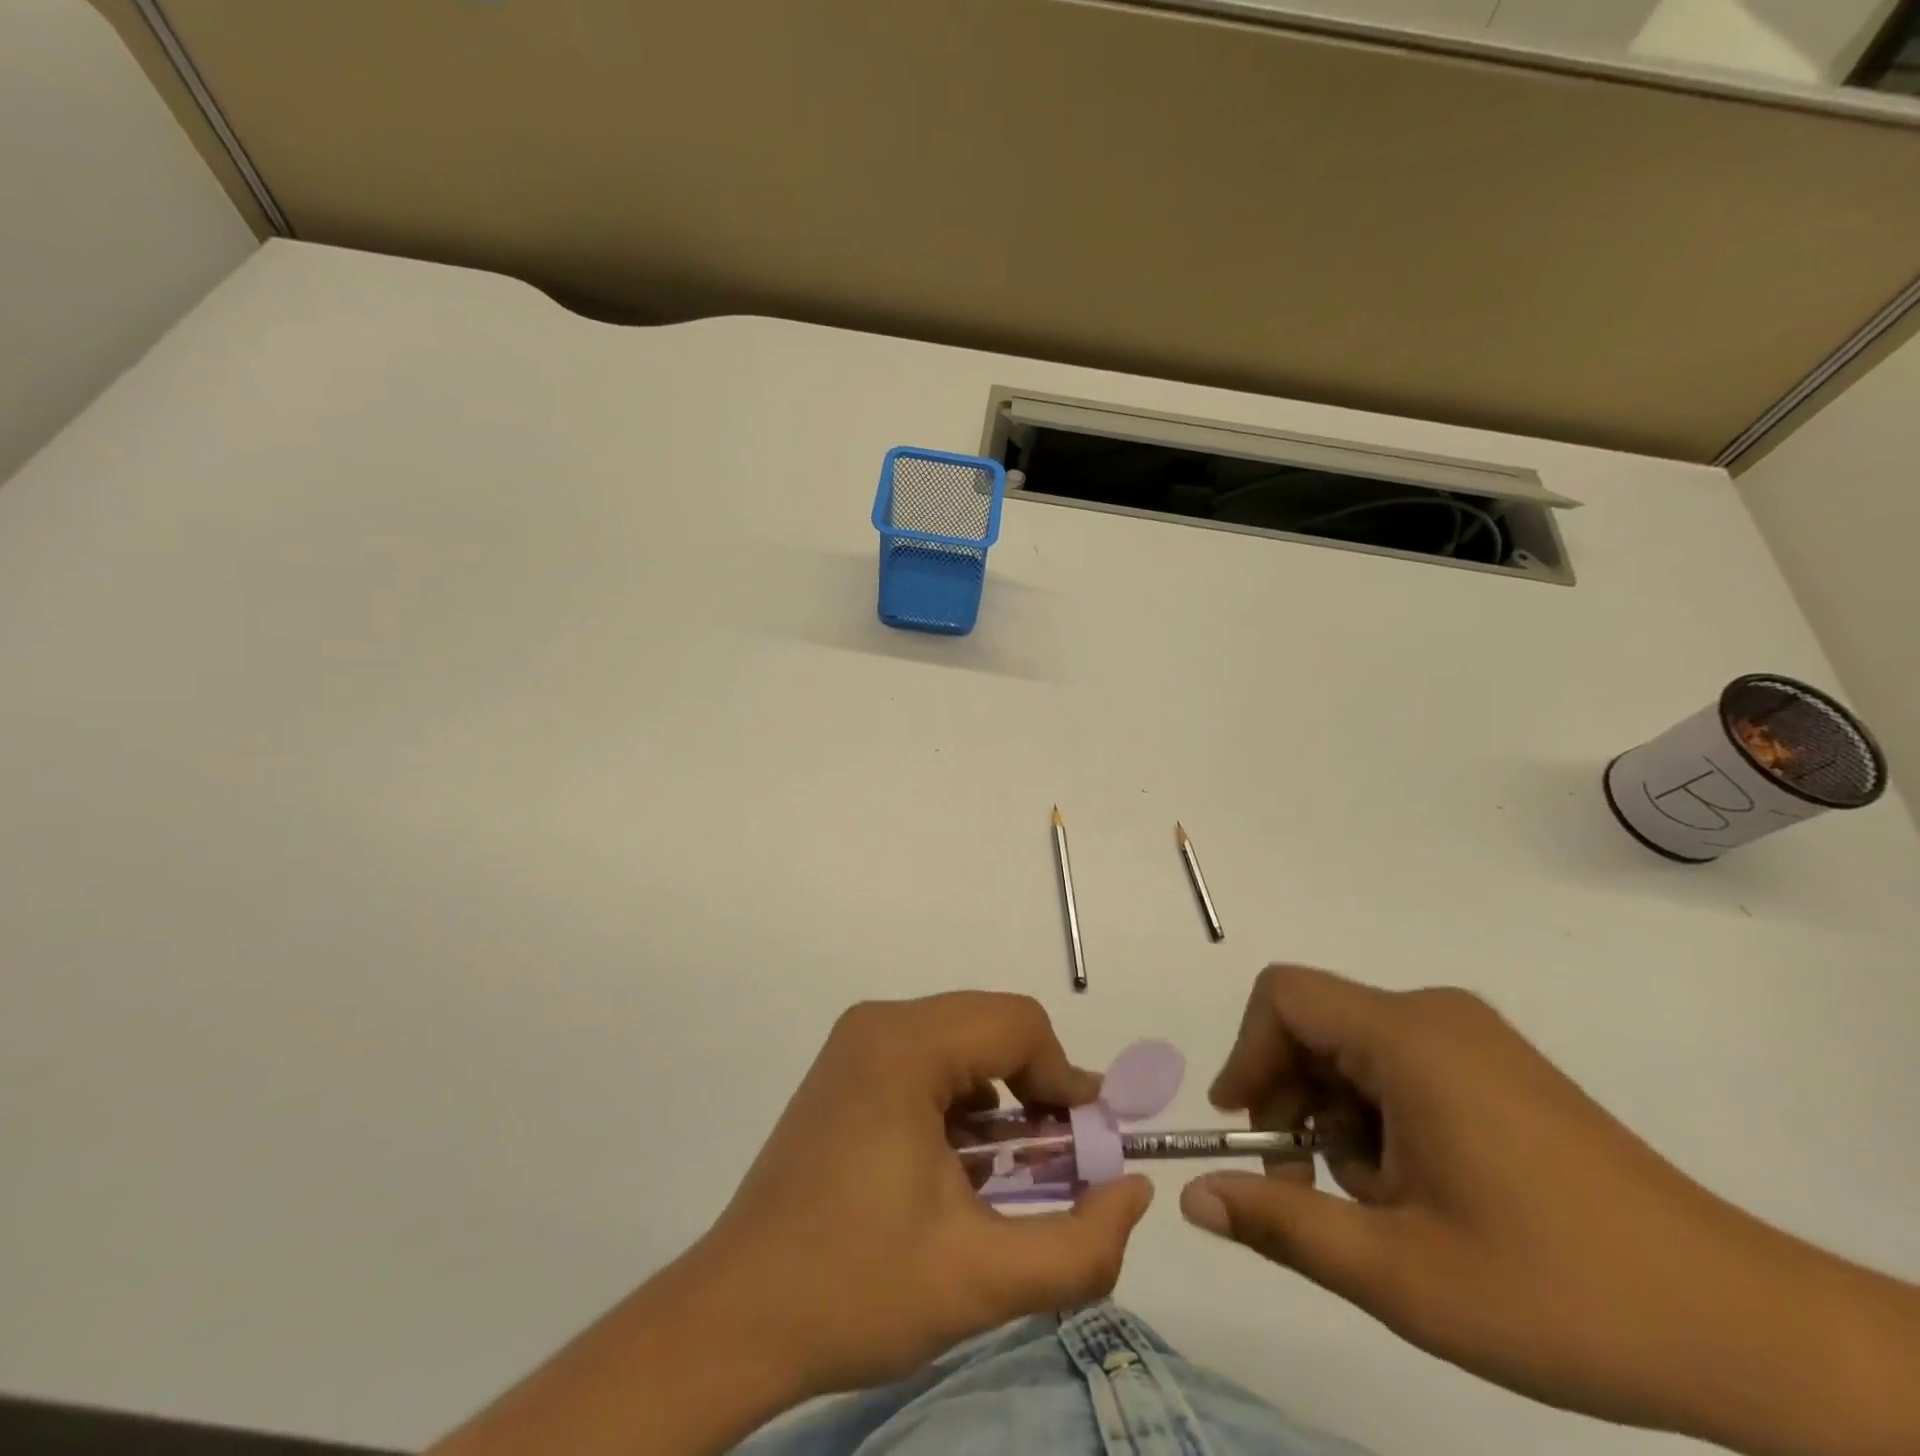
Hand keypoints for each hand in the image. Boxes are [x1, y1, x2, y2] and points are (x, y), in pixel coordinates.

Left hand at [696, 993, 1152, 1398]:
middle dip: (1037, 1090)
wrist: (736, 1318)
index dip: (1066, 1080)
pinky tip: (959, 1167)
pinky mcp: (847, 1070)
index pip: (1018, 1024)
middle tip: (1058, 1164)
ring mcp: (857, 1043)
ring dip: (1002, 1098)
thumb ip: (1080, 1244)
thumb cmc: (856, 1288)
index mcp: (904, 1044)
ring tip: (1010, 1174)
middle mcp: (880, 1023)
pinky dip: (963, 1102)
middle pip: (991, 1026)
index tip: (1089, 1147)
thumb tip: (1134, 1191)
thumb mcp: (982, 1279)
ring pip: (963, 1042)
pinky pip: (929, 1060)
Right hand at [1177, 966, 1919, 1453]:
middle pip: (1316, 1027)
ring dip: (1337, 1121)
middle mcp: (1436, 1017)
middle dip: (1291, 1102)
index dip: (1246, 1054)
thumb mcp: (1399, 1273)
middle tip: (1302, 1191)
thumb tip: (1192, 1199)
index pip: (1284, 998)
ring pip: (1355, 1053)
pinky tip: (1417, 1191)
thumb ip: (1283, 1224)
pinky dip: (1379, 1119)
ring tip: (1378, 1208)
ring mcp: (1472, 1039)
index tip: (1242, 1129)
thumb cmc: (1557, 1293)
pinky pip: (1399, 1066)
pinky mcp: (1496, 1066)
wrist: (1747, 1331)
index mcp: (1409, 1038)